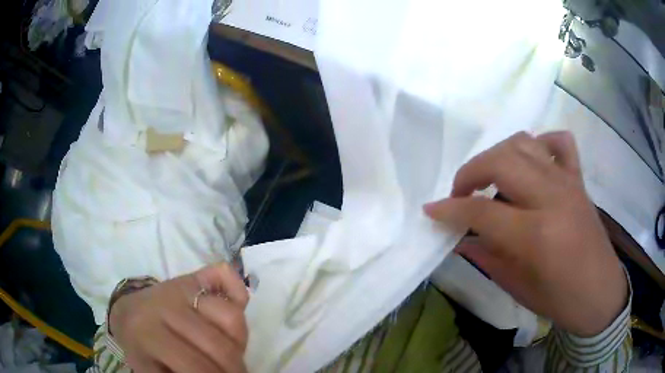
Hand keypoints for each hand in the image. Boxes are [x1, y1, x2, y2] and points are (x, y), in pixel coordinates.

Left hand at [109, 263, 248, 372]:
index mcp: (148, 334)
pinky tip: (237, 308)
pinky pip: (223, 276)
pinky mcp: (190, 277)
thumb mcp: (148, 369)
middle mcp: (164, 306)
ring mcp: (179, 287)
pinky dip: (238, 292)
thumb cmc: (140, 347)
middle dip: (232, 368)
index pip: (193, 363)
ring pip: (230, 316)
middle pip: (217, 344)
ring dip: (239, 342)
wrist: (126, 314)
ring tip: (231, 353)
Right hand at [424, 131, 627, 336]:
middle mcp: (553, 198)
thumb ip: (488, 257)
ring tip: (490, 178)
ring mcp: (568, 183)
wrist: (601, 293)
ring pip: (524, 144)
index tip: (431, 210)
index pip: (483, 211)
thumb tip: (461, 237)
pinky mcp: (578, 179)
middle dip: (470, 172)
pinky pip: (559, 142)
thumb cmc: (561, 301)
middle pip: (501, 161)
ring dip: (498, 155)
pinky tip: (531, 162)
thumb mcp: (519, 288)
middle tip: (460, 193)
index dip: (450, 209)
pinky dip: (540, 143)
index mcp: (537, 235)